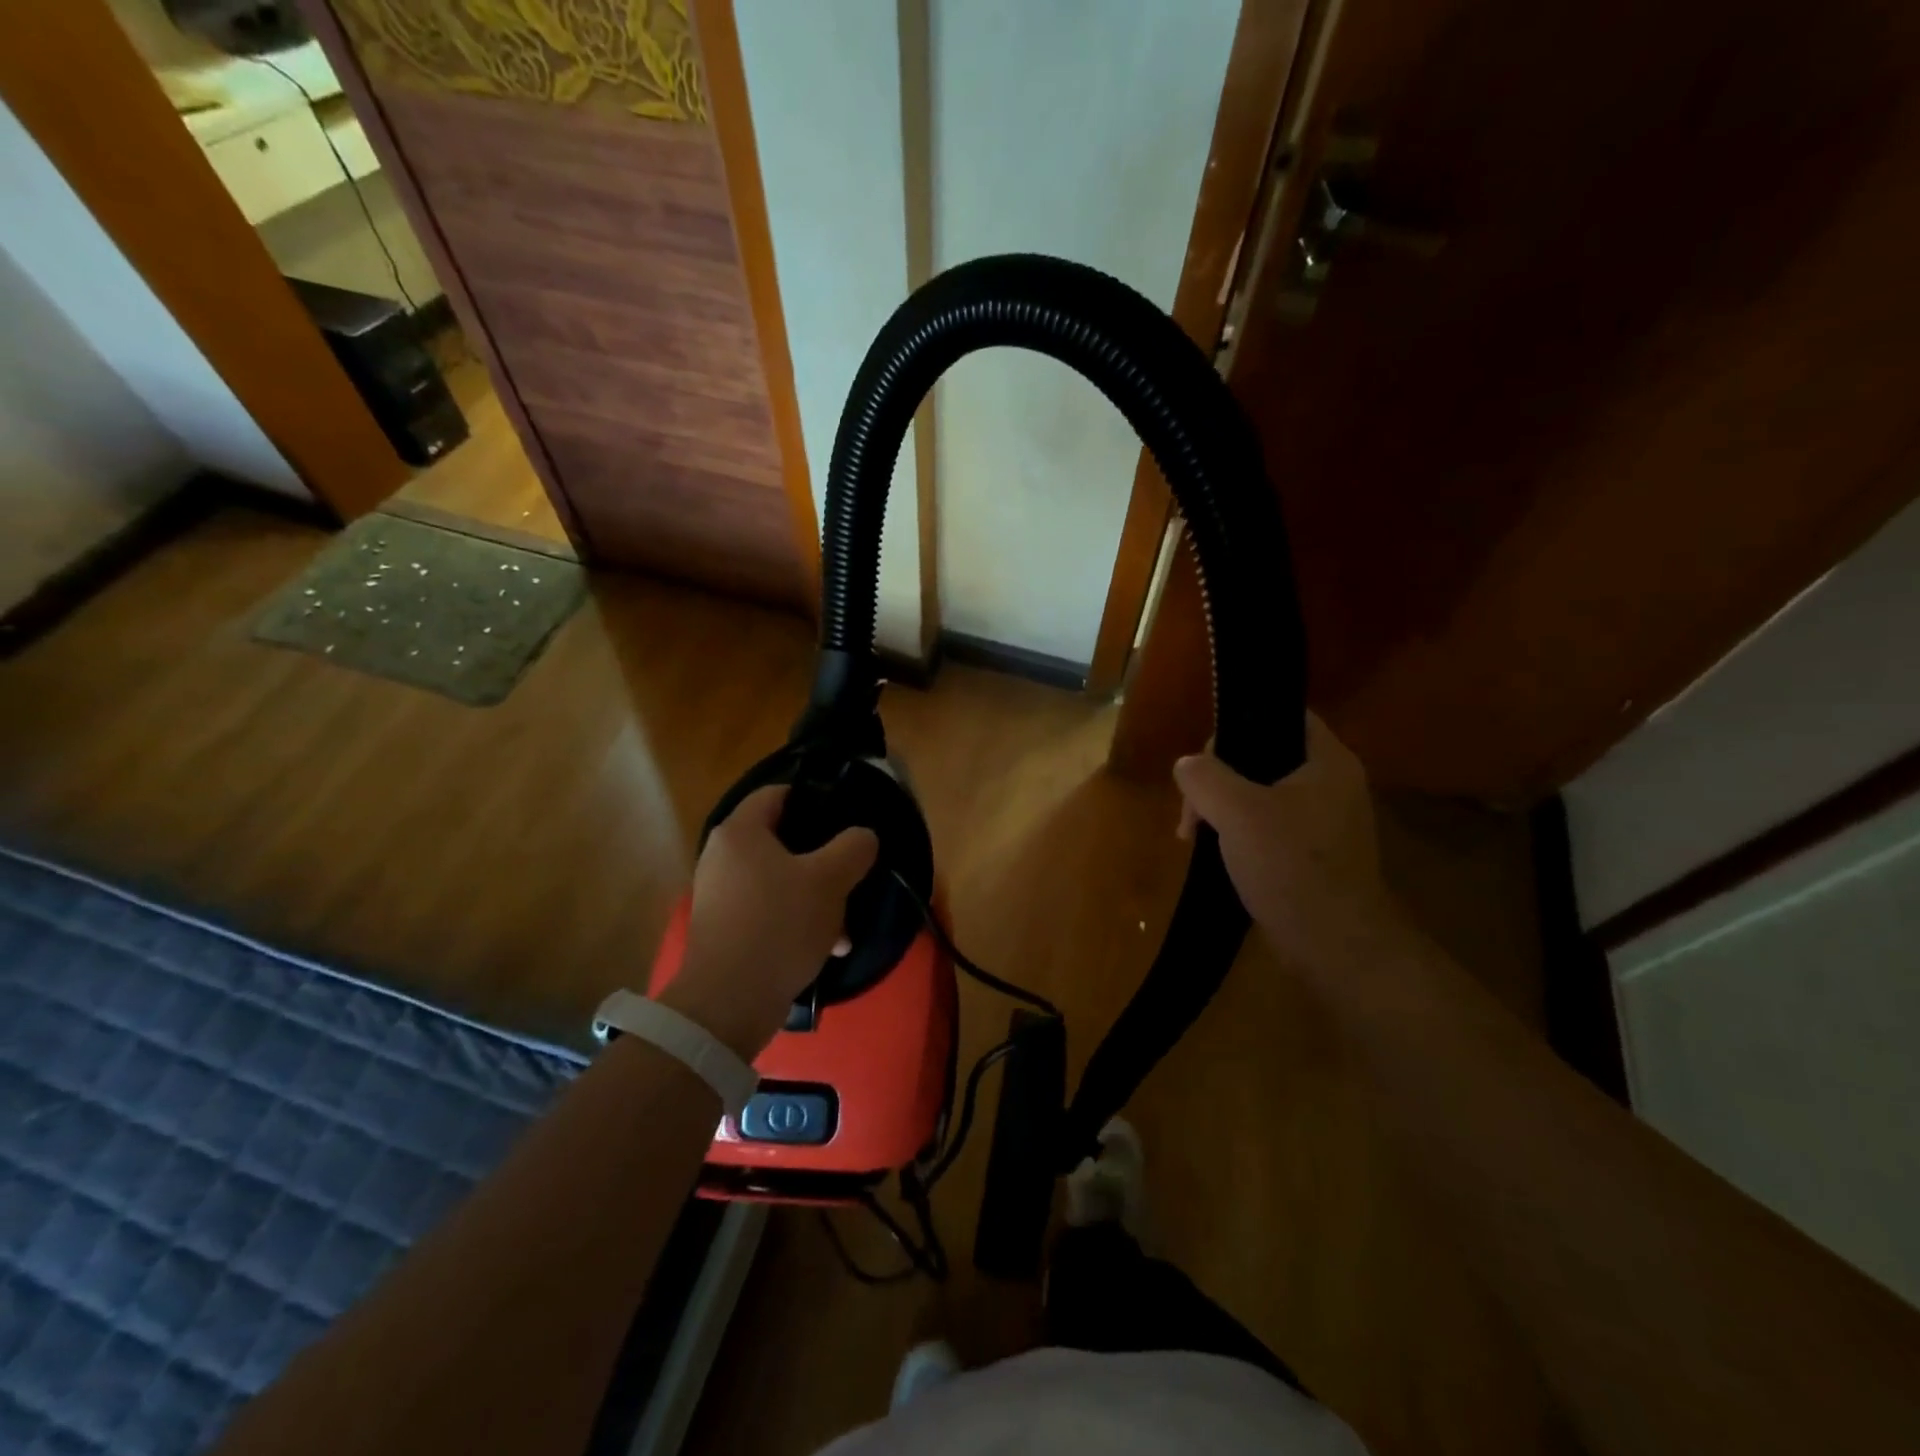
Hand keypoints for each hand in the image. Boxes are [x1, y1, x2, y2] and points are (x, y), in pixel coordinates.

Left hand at [662, 785, 877, 1058]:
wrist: (730, 1001)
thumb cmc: (780, 924)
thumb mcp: (830, 880)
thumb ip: (854, 848)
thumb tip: (862, 837)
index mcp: (740, 832)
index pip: (777, 793)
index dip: (813, 798)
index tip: (845, 816)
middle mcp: (722, 857)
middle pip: (782, 841)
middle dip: (822, 859)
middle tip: (851, 872)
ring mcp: (720, 895)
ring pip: (779, 881)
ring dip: (815, 897)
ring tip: (845, 925)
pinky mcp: (724, 929)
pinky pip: (768, 911)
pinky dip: (796, 921)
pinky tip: (828, 947)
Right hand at [1174, 715, 1396, 978]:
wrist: (1335, 946)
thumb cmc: (1290, 866)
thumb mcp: (1236, 812)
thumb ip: (1205, 777)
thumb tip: (1187, 765)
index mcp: (1327, 762)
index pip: (1284, 716)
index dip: (1242, 724)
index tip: (1207, 755)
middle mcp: (1332, 785)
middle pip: (1264, 758)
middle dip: (1218, 779)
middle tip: (1192, 812)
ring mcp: (1324, 822)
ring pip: (1261, 795)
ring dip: (1223, 809)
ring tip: (1194, 837)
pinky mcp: (1314, 854)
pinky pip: (1268, 827)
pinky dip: (1239, 834)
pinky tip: (1216, 854)